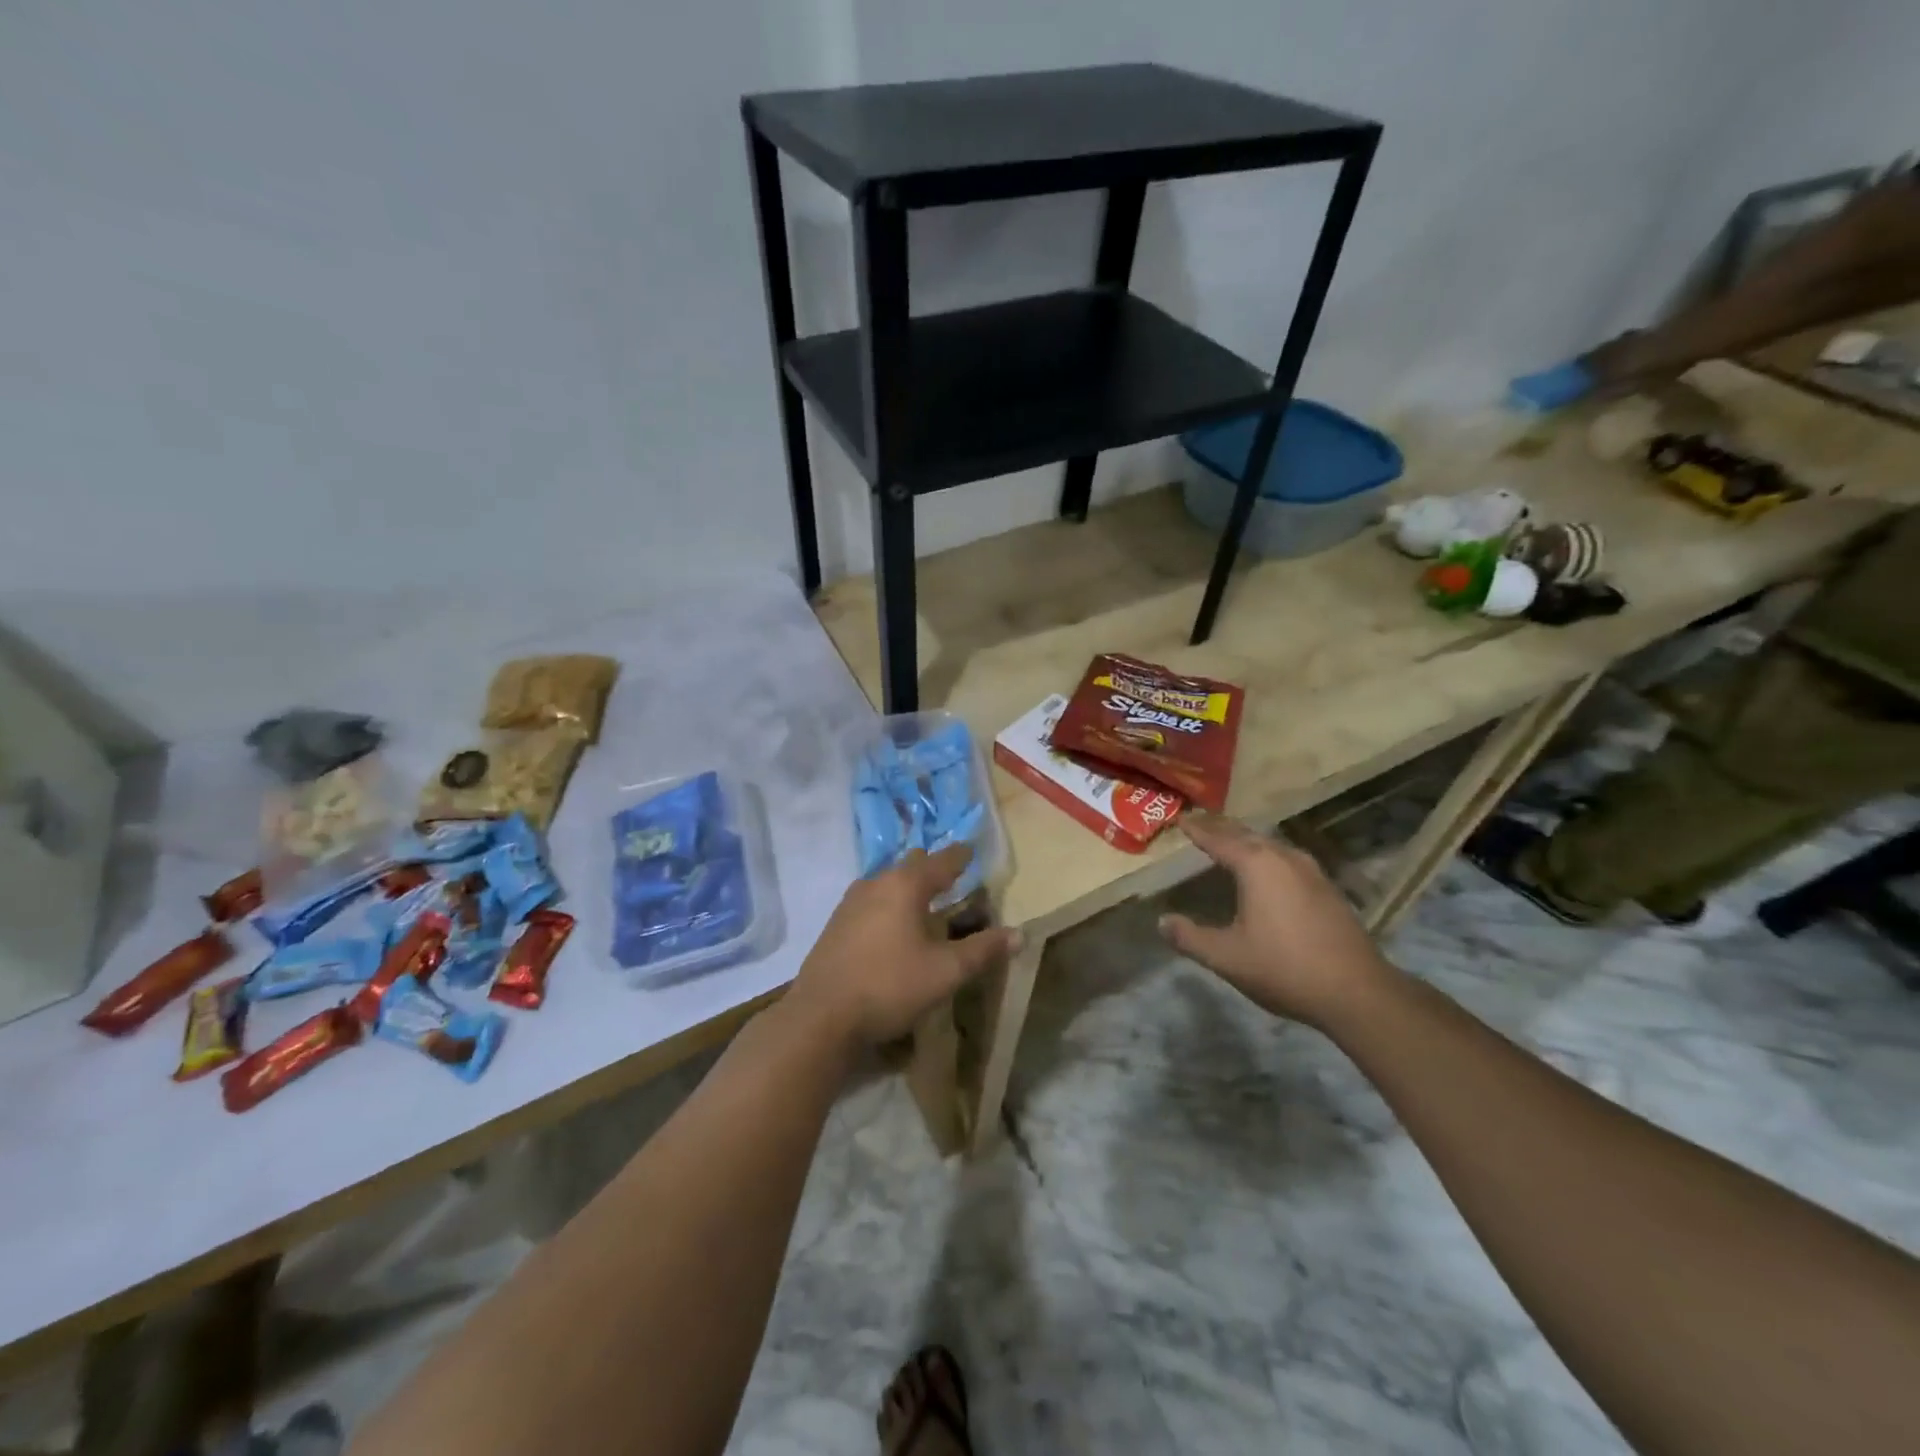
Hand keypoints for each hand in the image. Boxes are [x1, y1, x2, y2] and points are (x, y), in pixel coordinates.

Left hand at [790, 844, 1019, 1048]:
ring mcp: (851, 902)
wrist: (821, 1016)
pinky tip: (891, 924)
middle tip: (950, 876)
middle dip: (931, 867)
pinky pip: (870, 900)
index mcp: (906, 885)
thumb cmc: (890, 986)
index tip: (971, 850)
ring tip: (922, 899)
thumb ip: (982, 950)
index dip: (960, 856)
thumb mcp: (945, 972)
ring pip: (887, 881)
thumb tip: (1018, 934)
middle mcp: (876, 883)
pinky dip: (888, 903)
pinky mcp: (836, 923)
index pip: (941, 860)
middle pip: (910, 865)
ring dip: (907, 886)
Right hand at [1158, 815, 1398, 1031]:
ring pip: (1271, 844)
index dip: (1197, 830)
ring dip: (1247, 839)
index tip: (1180, 819)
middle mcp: (1284, 858)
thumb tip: (1162, 922)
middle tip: (1200, 823)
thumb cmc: (1284, 968)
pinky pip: (1287, 858)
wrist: (1357, 992)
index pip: (1218, 839)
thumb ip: (1190, 937)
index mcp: (1256, 865)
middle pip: (1246, 834)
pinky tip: (1268, 869)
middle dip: (1221, 828)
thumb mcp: (1226, 957)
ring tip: (1230, 841)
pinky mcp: (1328, 888)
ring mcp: (1311, 871)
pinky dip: (1267, 855)